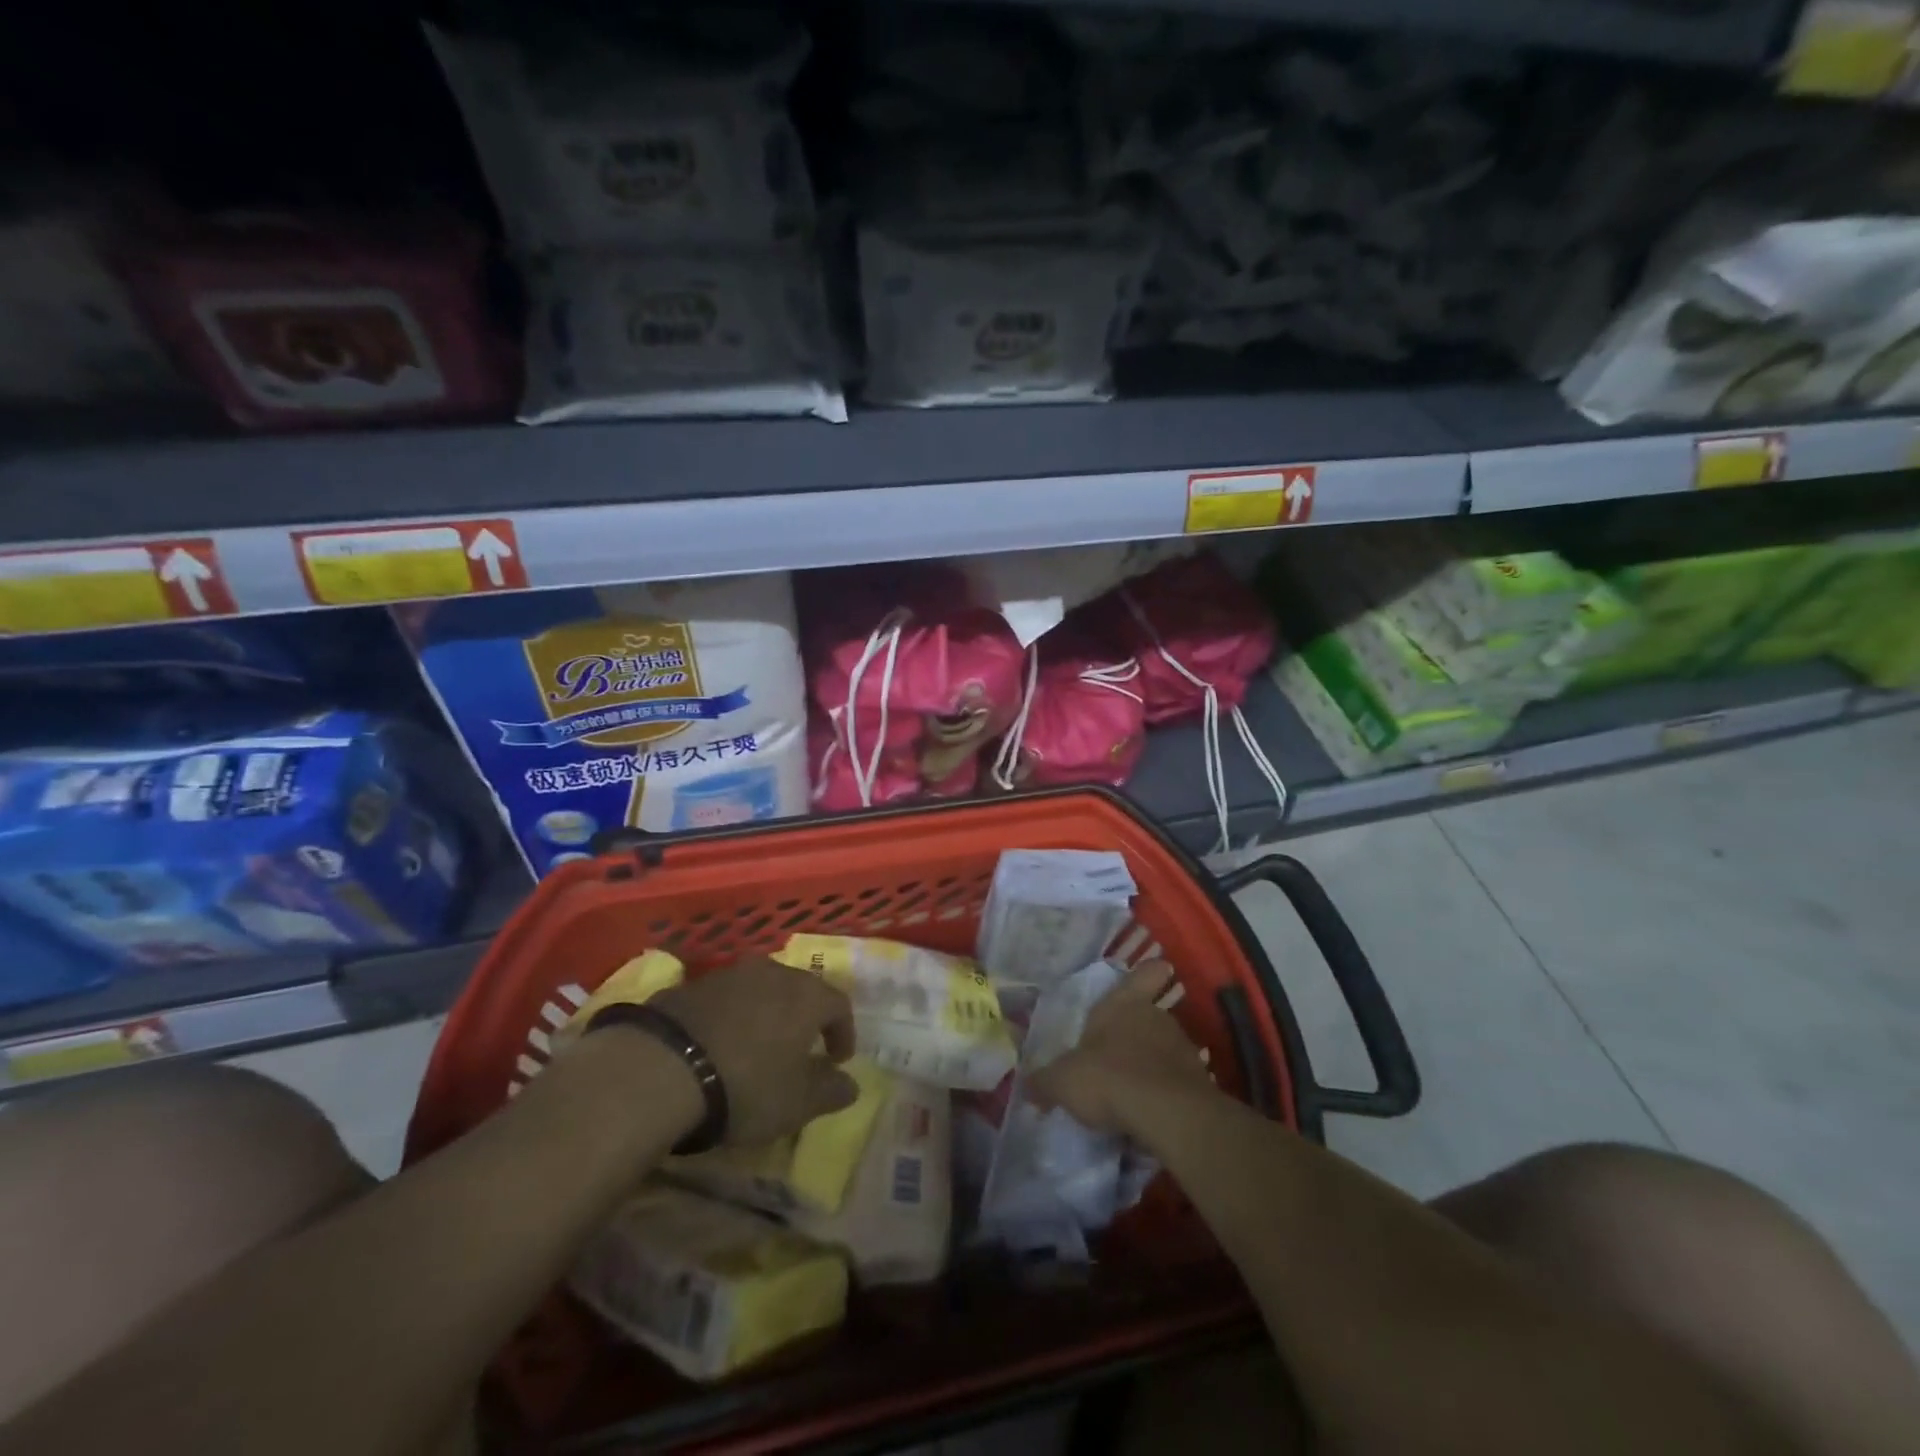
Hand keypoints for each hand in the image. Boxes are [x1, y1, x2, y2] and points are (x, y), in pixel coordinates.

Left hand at [649, 957, 859, 1145]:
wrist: (661, 1068)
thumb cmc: (746, 1085)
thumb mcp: (796, 1103)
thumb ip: (830, 1091)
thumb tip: (851, 1084)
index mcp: (806, 995)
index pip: (839, 1005)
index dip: (843, 1032)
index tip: (838, 1059)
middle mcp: (773, 972)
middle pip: (799, 990)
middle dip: (804, 1018)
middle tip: (801, 1048)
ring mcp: (729, 974)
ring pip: (760, 989)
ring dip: (766, 1014)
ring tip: (758, 1045)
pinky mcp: (691, 985)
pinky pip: (724, 999)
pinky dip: (731, 1017)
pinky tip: (719, 1044)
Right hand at [1027, 960, 1216, 1134]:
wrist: (1168, 1116)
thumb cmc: (1109, 1078)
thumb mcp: (1063, 1081)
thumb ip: (1045, 1081)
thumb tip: (1028, 1085)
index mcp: (1122, 1004)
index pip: (1142, 975)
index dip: (1147, 973)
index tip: (1159, 969)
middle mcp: (1155, 1018)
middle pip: (1149, 1016)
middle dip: (1136, 1033)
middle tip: (1117, 1056)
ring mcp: (1182, 1049)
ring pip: (1165, 1049)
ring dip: (1152, 1064)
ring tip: (1132, 1091)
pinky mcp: (1199, 1083)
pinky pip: (1177, 1082)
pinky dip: (1165, 1093)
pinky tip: (1151, 1114)